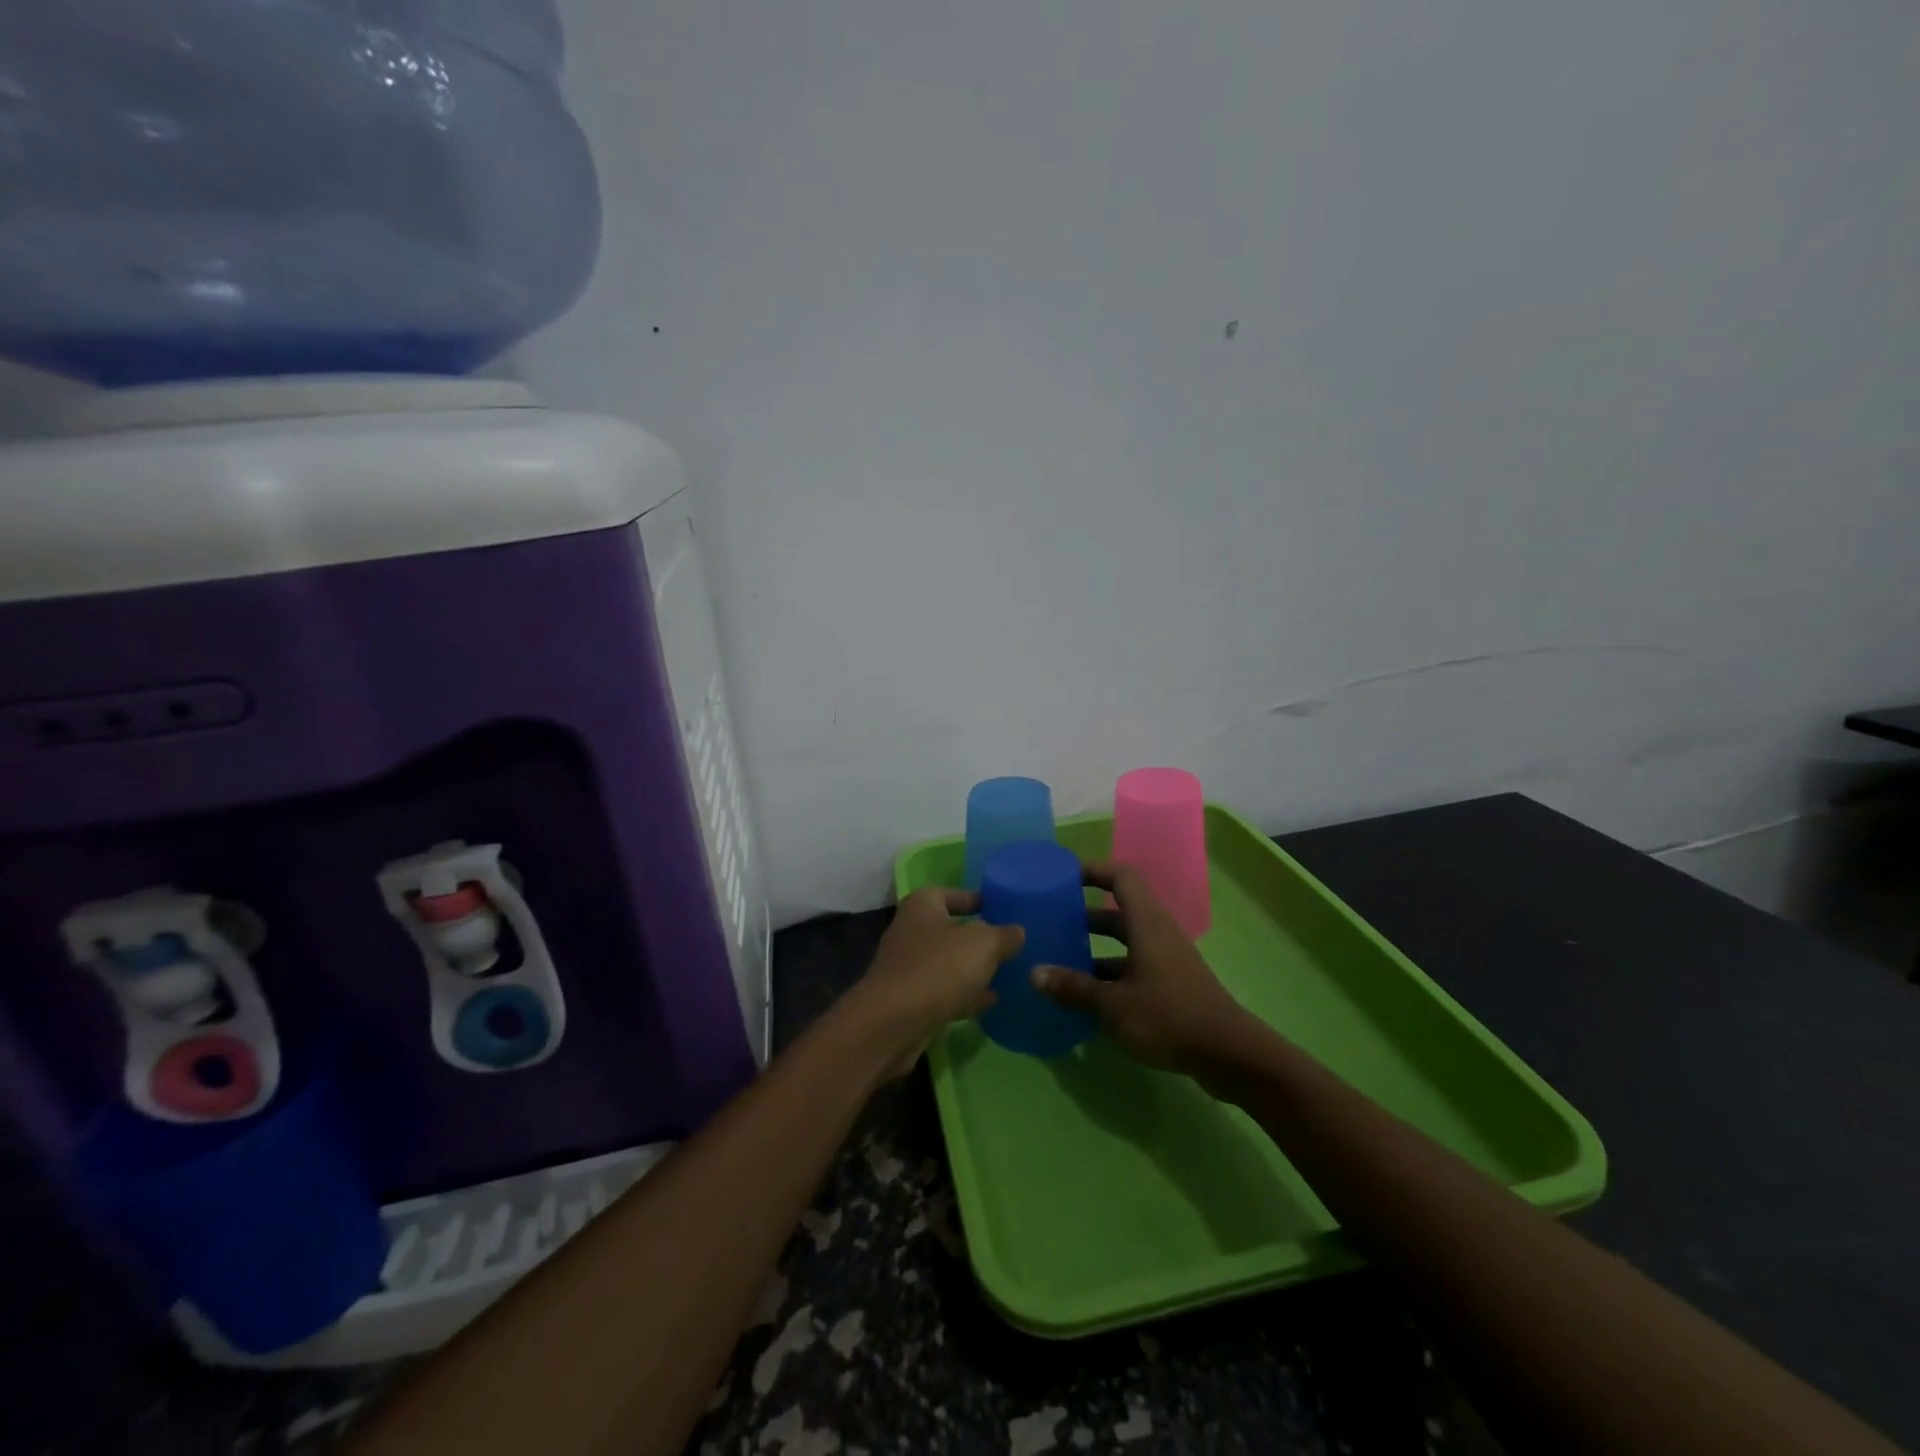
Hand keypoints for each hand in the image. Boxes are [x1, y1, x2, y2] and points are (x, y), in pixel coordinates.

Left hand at [844, 887, 1023, 1077]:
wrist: (892, 1024)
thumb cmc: (938, 969)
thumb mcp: (983, 944)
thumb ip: (1003, 935)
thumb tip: (1016, 931)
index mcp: (923, 905)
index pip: (955, 894)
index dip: (980, 900)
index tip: (1006, 910)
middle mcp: (912, 930)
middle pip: (952, 929)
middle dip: (980, 938)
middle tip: (1013, 945)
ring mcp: (909, 967)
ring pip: (949, 962)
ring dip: (974, 968)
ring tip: (1008, 972)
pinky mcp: (910, 1000)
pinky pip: (944, 990)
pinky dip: (965, 994)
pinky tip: (991, 1001)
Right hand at [1032, 861, 1254, 1076]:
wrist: (1228, 1054)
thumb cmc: (1167, 1017)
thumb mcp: (1112, 1004)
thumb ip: (1073, 987)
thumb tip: (1034, 973)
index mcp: (1146, 922)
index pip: (1121, 876)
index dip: (1093, 870)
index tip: (1062, 877)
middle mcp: (1157, 932)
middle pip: (1119, 909)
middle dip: (1085, 912)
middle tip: (1052, 920)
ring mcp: (1167, 958)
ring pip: (1125, 941)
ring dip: (1095, 946)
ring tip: (1060, 958)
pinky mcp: (1171, 983)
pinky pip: (1134, 965)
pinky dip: (1110, 972)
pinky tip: (1087, 995)